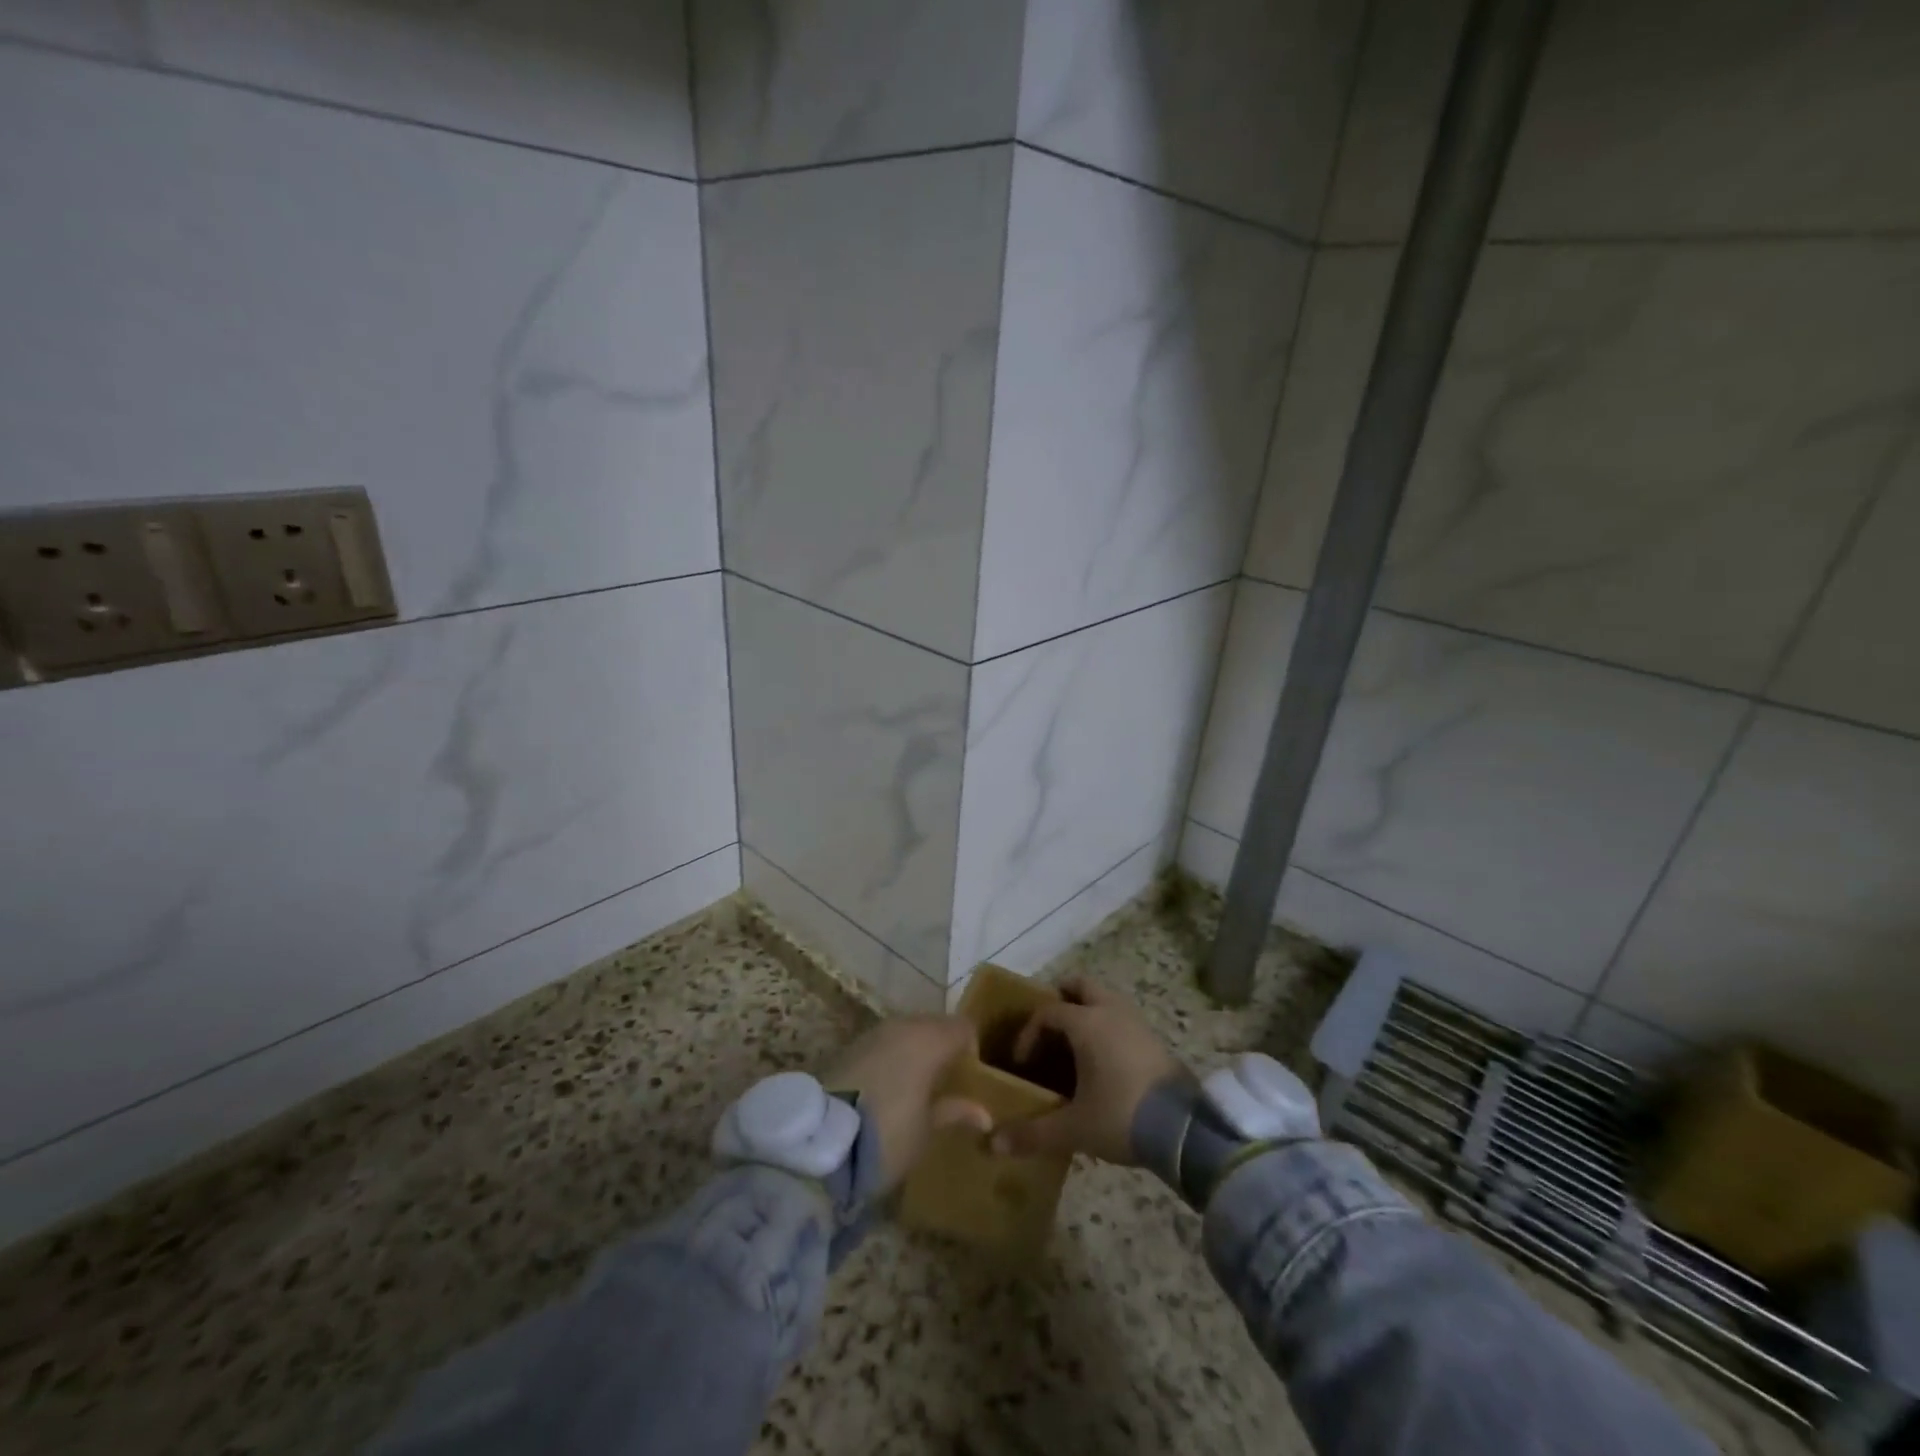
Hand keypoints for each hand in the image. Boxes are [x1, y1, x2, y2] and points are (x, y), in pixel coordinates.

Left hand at [821, 1016, 992, 1190]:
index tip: (971, 1076)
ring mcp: (872, 1033)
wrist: (819, 1142)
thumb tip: (984, 1113)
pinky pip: (883, 1043)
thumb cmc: (887, 1135)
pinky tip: (888, 1086)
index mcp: (929, 1039)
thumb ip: (955, 1112)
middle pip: (934, 1025)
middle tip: (945, 1082)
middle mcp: (902, 1025)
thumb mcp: (927, 1130)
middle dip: (942, 1047)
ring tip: (917, 1086)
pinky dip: (891, 1057)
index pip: (963, 1027)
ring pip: (906, 1032)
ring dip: (915, 1050)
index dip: (971, 1048)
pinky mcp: (849, 1046)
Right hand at [990, 977, 1183, 1164]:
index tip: (1022, 1063)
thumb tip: (993, 1144)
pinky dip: (1107, 1027)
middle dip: (1061, 999)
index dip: (1029, 1033)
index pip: (1048, 1012)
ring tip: (1074, 1045)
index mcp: (1087, 1022)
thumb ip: (1033, 1133)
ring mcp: (1138, 1022)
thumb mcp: (1074, 1128)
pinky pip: (1122, 1018)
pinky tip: (1103, 1061)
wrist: (1186, 1131)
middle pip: (1081, 986)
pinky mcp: (1155, 1039)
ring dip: (1087, 1012)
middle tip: (1047, 1028)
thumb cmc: (1122, 1116)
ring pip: (1105, 999)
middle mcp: (1112, 1011)